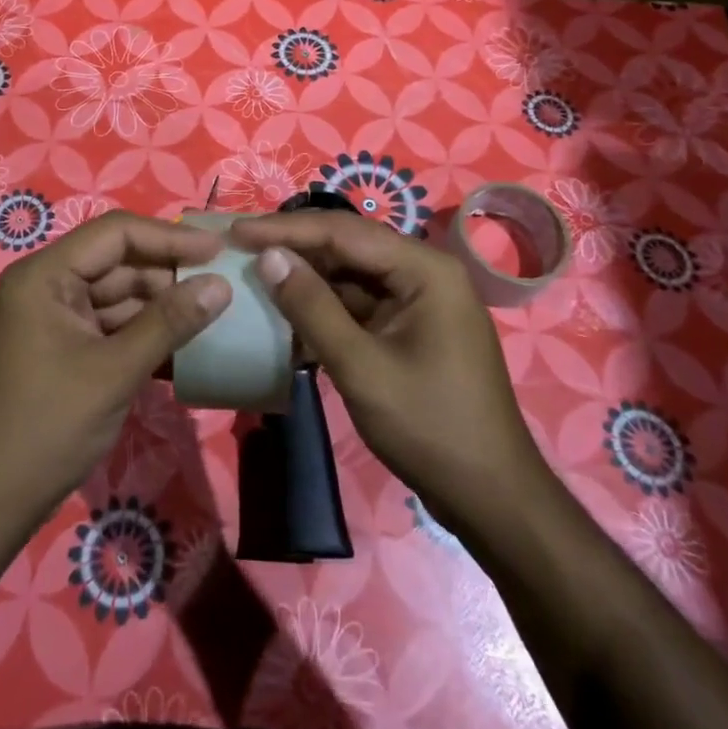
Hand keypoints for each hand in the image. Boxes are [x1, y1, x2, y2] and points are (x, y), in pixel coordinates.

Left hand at [0, 212, 228, 574]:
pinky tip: (187, 343)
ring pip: (119, 294)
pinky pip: (111, 324)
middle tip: (223, 283)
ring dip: (163, 305)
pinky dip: (145, 332)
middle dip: (169, 273)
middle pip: (118, 262)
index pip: (115, 234)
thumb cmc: (49, 428)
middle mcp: (46, 285)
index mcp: (44, 276)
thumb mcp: (115, 372)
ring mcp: (53, 317)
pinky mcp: (64, 346)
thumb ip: (169, 323)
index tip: (218, 249)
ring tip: (215, 310)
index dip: (169, 237)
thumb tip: (221, 286)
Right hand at [230, 210, 548, 536]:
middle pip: (347, 246)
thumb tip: (268, 257)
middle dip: (293, 248)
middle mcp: (423, 272)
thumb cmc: (431, 428)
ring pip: (350, 275)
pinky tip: (286, 317)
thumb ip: (313, 308)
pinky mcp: (409, 328)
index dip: (286, 229)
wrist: (492, 499)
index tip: (235, 231)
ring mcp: (418, 301)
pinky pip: (359, 305)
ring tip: (252, 276)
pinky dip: (324, 309)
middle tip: (238, 247)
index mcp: (424, 269)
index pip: (343, 231)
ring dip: (306, 279)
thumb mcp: (362, 368)